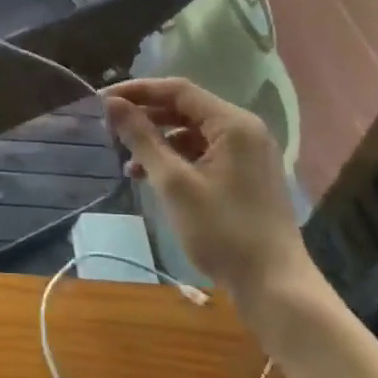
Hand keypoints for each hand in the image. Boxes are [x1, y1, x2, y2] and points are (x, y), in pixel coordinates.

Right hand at [104, 77, 310, 308]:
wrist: (275, 287)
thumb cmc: (222, 231)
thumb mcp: (173, 183)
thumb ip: (141, 138)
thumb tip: (111, 103)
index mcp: (233, 123)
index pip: (178, 90)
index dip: (137, 90)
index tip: (102, 100)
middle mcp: (244, 130)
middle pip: (186, 109)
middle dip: (146, 116)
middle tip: (110, 128)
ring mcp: (248, 154)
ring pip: (193, 133)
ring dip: (159, 141)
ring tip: (128, 161)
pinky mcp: (246, 176)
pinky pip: (204, 153)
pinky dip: (177, 159)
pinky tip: (152, 177)